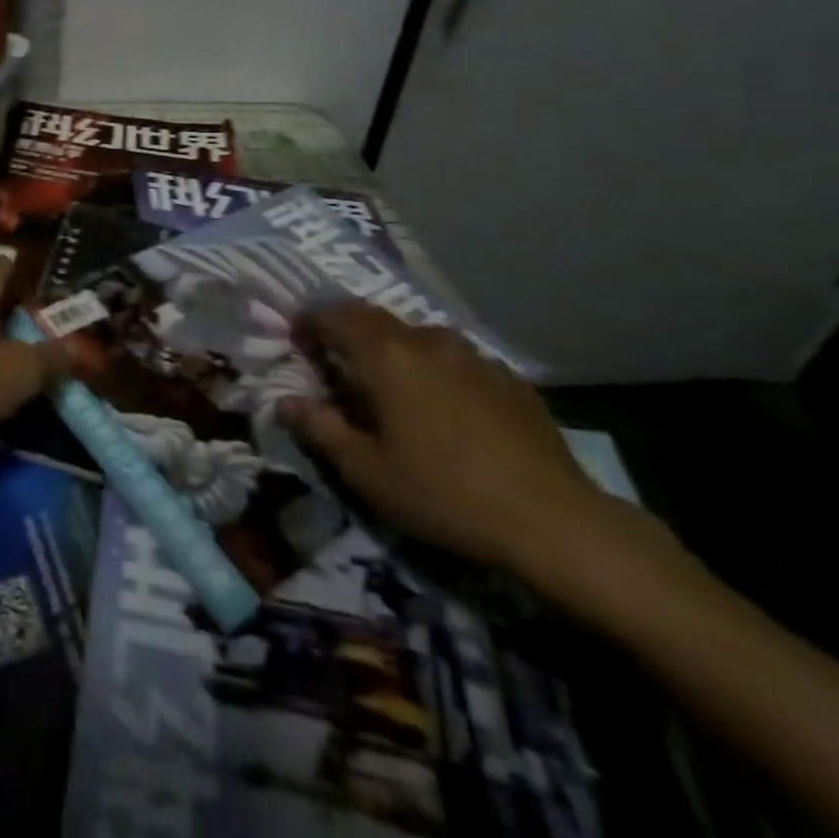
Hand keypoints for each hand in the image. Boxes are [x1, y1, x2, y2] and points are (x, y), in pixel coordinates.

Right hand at [277, 303, 611, 575]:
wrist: (553, 521)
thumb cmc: (444, 494)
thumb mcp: (367, 472)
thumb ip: (321, 430)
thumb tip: (285, 402)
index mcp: (386, 355)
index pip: (334, 316)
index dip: (309, 322)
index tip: (296, 339)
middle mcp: (427, 340)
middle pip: (375, 319)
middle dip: (348, 331)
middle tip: (336, 360)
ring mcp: (474, 355)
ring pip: (418, 337)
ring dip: (394, 350)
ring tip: (391, 386)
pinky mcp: (509, 378)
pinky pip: (457, 361)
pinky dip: (436, 371)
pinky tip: (445, 409)